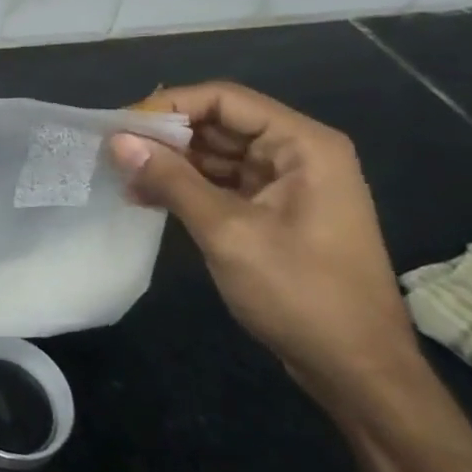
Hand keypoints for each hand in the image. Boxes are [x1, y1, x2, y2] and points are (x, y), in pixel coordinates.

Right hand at [108, 82, 421, 411]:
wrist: (357, 372)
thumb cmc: (301, 295)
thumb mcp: (228, 232)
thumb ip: (171, 180)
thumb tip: (117, 140)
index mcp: (303, 145)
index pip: (223, 99)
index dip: (169, 106)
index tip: (121, 126)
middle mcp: (297, 154)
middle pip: (218, 123)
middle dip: (166, 136)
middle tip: (114, 152)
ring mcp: (286, 184)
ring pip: (215, 153)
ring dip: (170, 163)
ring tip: (123, 178)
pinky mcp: (273, 211)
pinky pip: (221, 182)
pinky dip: (184, 186)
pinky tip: (146, 197)